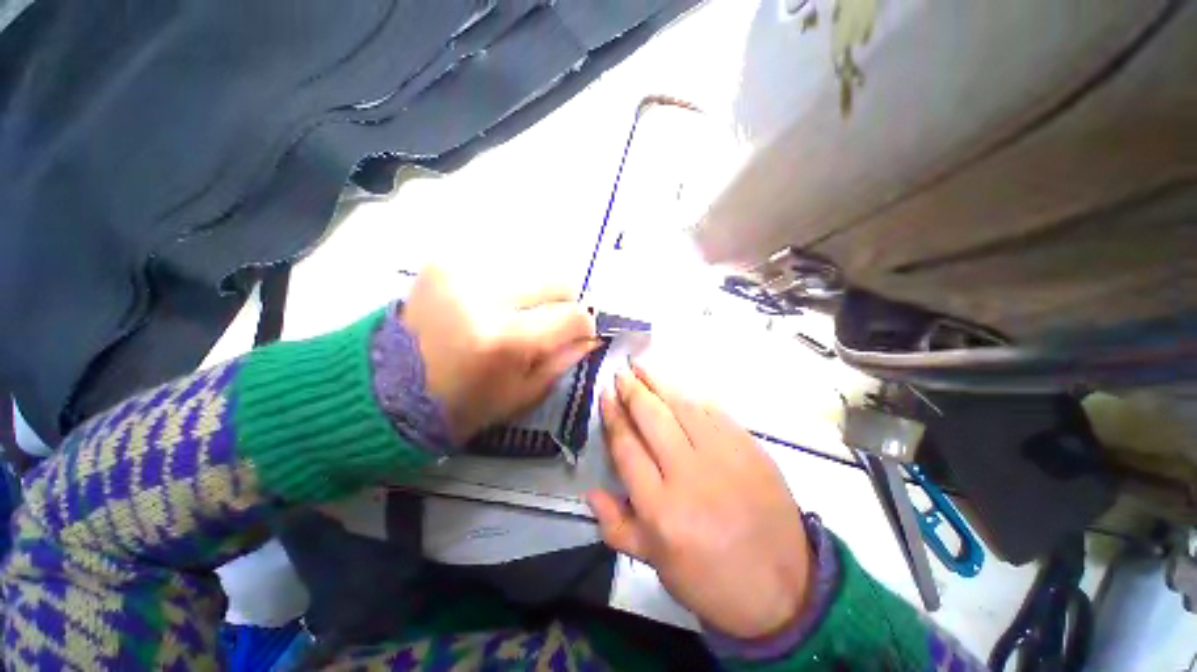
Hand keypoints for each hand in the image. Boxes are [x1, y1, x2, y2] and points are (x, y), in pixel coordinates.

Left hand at [401, 264, 597, 443]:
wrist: (384, 388)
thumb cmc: (460, 404)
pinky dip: (507, 285)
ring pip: (532, 270)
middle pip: (557, 281)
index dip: (584, 325)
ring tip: (515, 315)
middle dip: (563, 303)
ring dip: (533, 294)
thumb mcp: (521, 395)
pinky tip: (491, 304)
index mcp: (506, 339)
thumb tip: (591, 336)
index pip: (572, 316)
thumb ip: (562, 361)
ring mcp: (463, 273)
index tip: (578, 333)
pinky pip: (500, 266)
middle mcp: (487, 297)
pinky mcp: (445, 262)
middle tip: (548, 322)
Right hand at [588, 363, 811, 639]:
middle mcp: (689, 474)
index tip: (605, 395)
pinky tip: (680, 388)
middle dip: (632, 390)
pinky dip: (692, 396)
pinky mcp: (749, 448)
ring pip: (683, 406)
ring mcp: (723, 457)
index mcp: (660, 508)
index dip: (613, 416)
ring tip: (643, 367)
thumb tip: (590, 490)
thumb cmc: (710, 579)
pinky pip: (715, 412)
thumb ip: (616, 526)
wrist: (784, 587)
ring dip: (660, 382)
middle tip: (621, 372)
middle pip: (652, 418)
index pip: (627, 447)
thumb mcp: (656, 564)